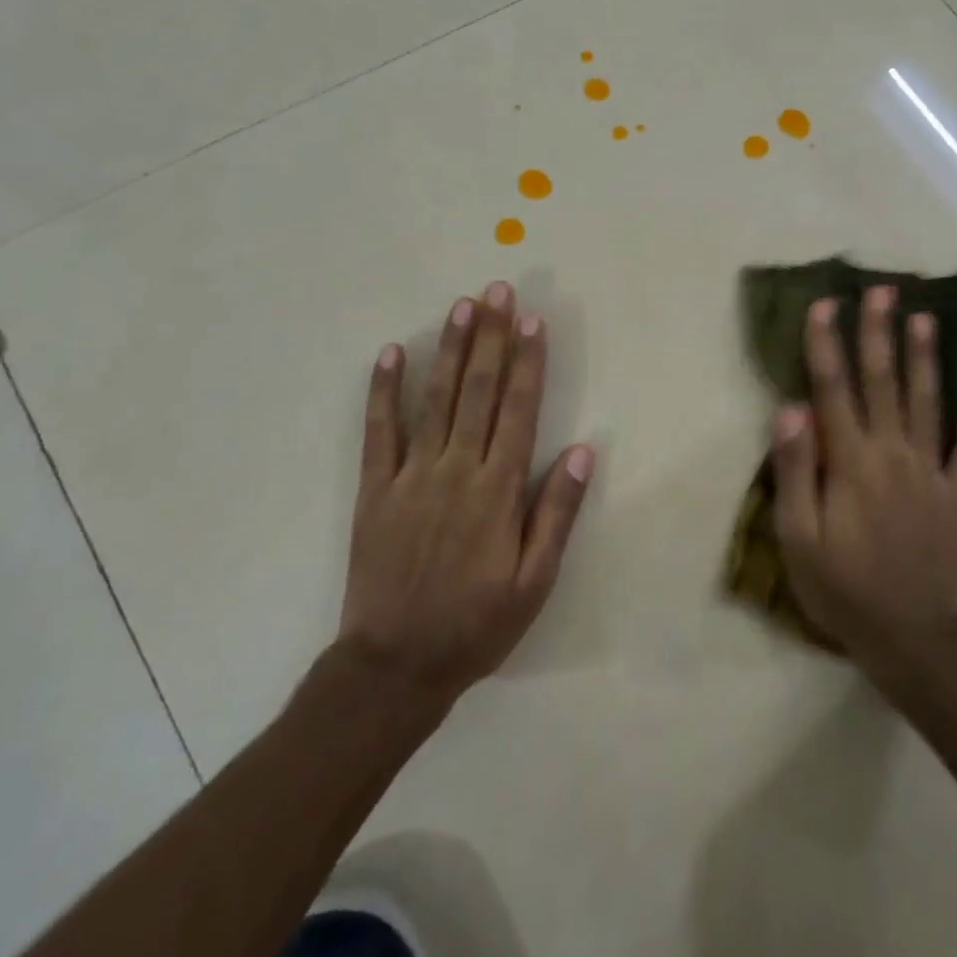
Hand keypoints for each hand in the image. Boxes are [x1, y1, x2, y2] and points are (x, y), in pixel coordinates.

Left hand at [337, 282, 593, 700]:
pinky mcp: (375, 489)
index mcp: (498, 490)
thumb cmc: (476, 624)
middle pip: (478, 391)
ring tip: (461, 306)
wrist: (396, 666)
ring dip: (450, 349)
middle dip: (490, 337)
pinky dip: (384, 391)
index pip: (519, 410)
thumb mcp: (534, 583)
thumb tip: (581, 451)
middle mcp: (457, 469)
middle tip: (497, 290)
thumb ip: (556, 514)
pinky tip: (392, 353)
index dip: (528, 362)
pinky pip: (379, 431)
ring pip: (435, 399)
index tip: (531, 320)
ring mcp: (412, 475)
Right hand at [771, 286, 956, 664]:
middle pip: (883, 382)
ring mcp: (931, 472)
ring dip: (925, 357)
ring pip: (928, 403)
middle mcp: (893, 454)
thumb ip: (795, 470)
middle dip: (879, 332)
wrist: (909, 640)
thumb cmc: (841, 588)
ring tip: (926, 317)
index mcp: (851, 462)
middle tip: (883, 289)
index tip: (825, 303)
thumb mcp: (797, 537)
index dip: (826, 344)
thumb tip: (792, 408)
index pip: (833, 389)